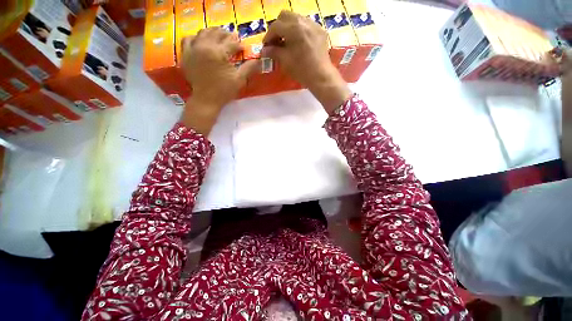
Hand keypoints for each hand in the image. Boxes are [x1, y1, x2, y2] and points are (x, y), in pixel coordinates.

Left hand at [180, 28, 258, 134]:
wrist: (206, 100)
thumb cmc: (224, 91)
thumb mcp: (239, 80)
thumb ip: (249, 68)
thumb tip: (259, 61)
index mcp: (219, 52)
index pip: (231, 43)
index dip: (239, 45)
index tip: (243, 48)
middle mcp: (205, 46)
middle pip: (217, 33)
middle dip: (227, 35)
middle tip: (233, 39)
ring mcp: (193, 49)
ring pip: (203, 32)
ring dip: (213, 33)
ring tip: (219, 36)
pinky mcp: (185, 54)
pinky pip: (188, 39)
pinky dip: (196, 37)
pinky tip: (201, 40)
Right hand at [262, 11, 351, 112]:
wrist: (321, 77)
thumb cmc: (301, 70)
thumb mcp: (285, 61)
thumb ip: (273, 52)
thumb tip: (264, 50)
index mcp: (294, 28)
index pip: (276, 26)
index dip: (268, 36)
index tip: (266, 46)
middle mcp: (304, 21)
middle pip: (285, 16)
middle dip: (278, 27)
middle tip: (276, 41)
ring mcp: (314, 25)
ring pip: (297, 18)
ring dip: (288, 27)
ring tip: (287, 42)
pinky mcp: (320, 31)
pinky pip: (307, 25)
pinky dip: (299, 30)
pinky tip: (298, 42)